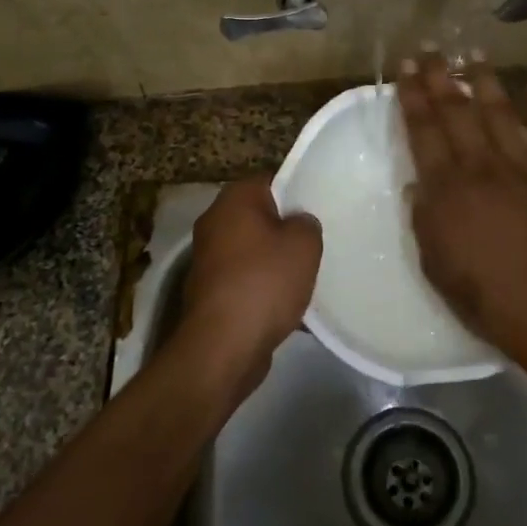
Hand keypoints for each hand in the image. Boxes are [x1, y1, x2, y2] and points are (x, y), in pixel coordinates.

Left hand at [180, 178, 321, 385]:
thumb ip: (307, 223)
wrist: (223, 345)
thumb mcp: (304, 244)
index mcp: (234, 199)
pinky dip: (263, 288)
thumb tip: (299, 223)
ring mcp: (208, 258)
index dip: (296, 191)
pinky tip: (288, 305)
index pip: (270, 180)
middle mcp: (214, 222)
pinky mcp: (210, 291)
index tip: (317, 209)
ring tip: (306, 276)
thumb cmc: (264, 282)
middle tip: (315, 243)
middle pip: (259, 216)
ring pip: (252, 250)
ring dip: (275, 262)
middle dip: (285, 229)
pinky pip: (245, 279)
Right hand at [395, 53, 526, 372]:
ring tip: (473, 53)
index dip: (412, 95)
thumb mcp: (436, 264)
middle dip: (441, 76)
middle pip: (457, 111)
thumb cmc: (486, 298)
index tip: (406, 67)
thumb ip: (424, 218)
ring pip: (500, 112)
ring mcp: (524, 168)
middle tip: (430, 48)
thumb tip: (419, 182)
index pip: (424, 130)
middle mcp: (483, 167)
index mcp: (448, 190)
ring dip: (485, 80)